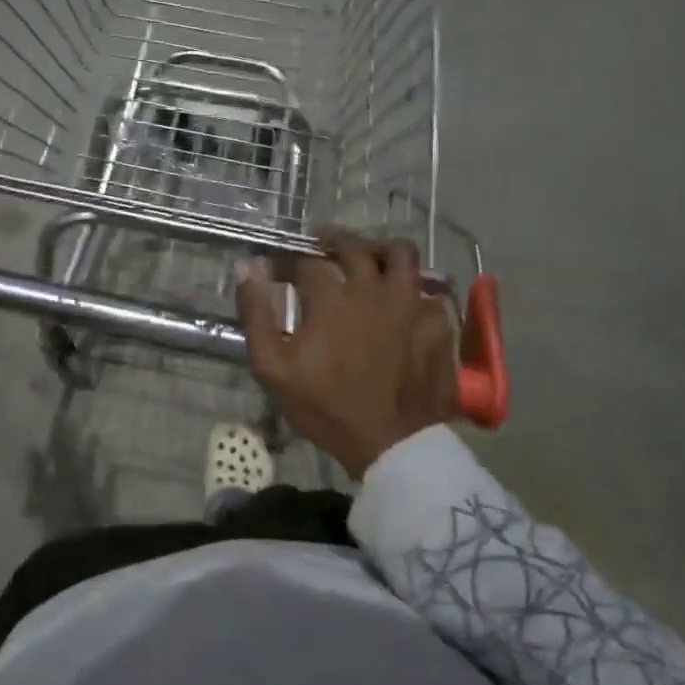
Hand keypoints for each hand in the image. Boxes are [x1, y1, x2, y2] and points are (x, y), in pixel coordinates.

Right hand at [237, 228, 458, 478]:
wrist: (391, 443)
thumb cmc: (325, 407)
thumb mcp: (273, 367)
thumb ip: (257, 314)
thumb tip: (247, 268)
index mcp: (331, 296)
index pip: (306, 260)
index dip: (289, 260)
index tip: (278, 268)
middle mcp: (373, 287)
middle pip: (354, 246)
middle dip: (332, 240)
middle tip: (320, 246)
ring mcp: (410, 303)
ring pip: (400, 254)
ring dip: (379, 250)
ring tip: (368, 259)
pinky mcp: (437, 323)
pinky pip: (426, 290)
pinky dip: (411, 289)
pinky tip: (401, 302)